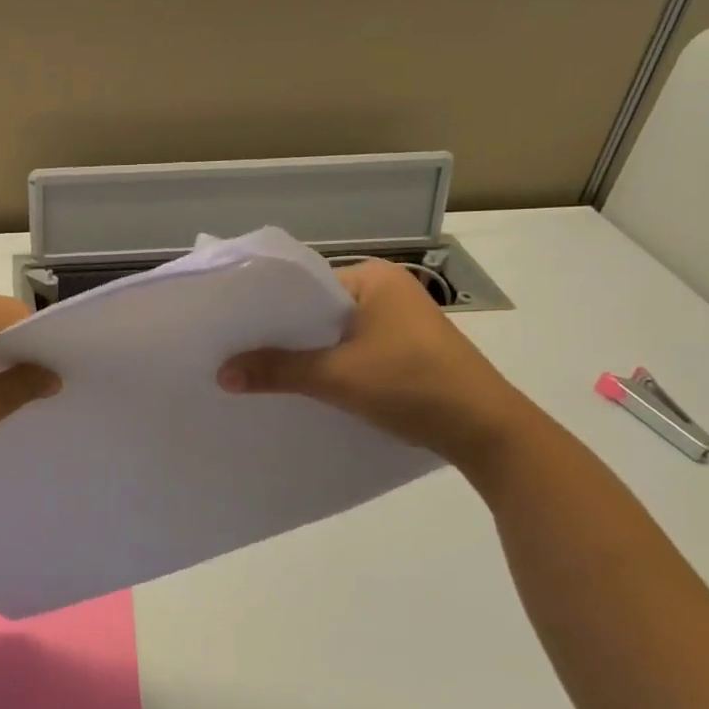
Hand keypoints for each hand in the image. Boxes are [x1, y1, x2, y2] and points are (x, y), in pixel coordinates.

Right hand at [218, 259, 535, 468]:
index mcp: (373, 277)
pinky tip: (301, 383)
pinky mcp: (404, 349)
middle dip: (281, 333)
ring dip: (303, 352)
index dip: (265, 306)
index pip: (303, 283)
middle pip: (315, 309)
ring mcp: (397, 321)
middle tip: (233, 350)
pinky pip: (350, 349)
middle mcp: (385, 290)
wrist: (488, 431)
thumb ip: (278, 370)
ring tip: (258, 369)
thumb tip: (221, 374)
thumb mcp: (338, 377)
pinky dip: (327, 364)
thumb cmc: (413, 386)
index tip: (229, 326)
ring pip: (332, 332)